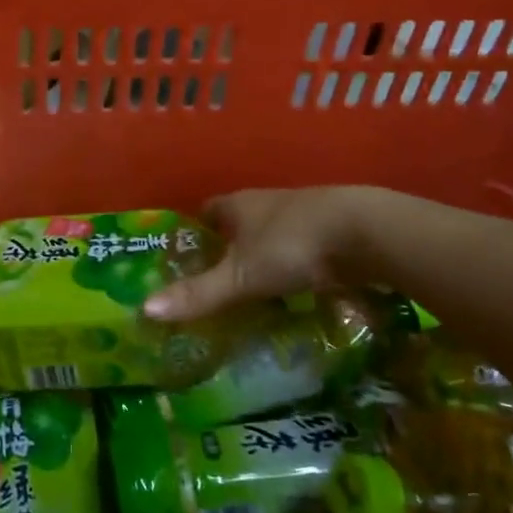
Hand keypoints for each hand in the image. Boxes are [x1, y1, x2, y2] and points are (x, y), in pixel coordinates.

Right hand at [143, 186, 384, 320]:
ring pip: (273, 237)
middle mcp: (267, 203)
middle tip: (218, 285)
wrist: (367, 232)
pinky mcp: (334, 232)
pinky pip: (304, 251)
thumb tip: (145, 309)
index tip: (188, 260)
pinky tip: (298, 293)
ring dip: (265, 259)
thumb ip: (198, 293)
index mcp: (238, 205)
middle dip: (229, 250)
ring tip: (255, 296)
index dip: (195, 233)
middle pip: (239, 225)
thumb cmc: (291, 245)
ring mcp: (304, 215)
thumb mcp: (241, 276)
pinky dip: (296, 269)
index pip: (206, 212)